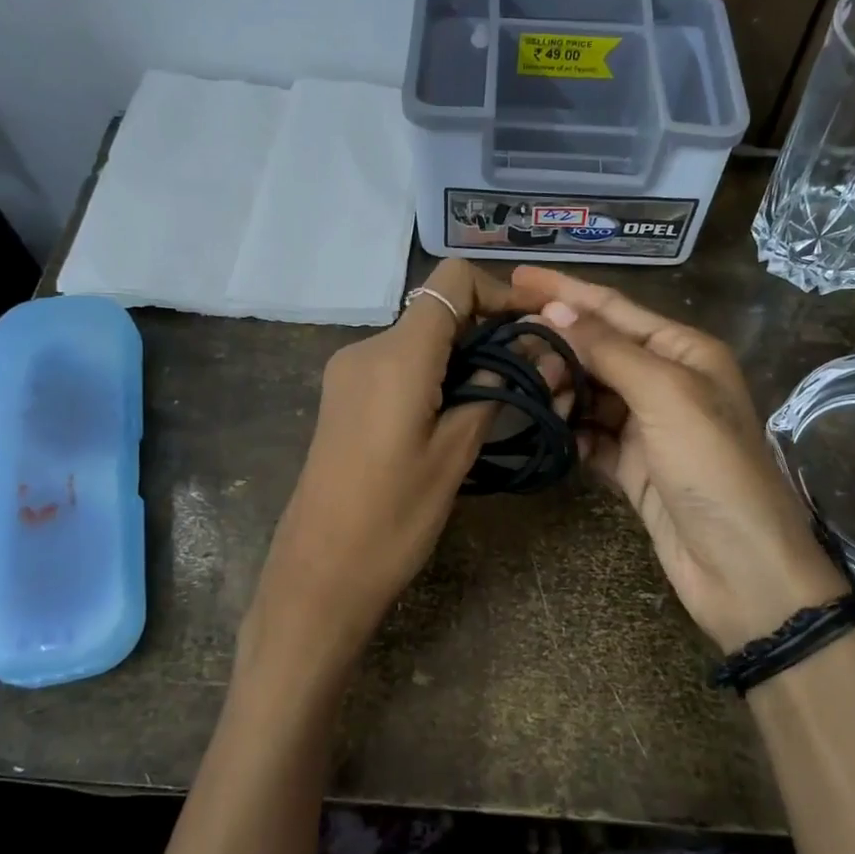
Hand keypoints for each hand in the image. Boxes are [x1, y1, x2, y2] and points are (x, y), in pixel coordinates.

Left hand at [248, 260, 551, 684]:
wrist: (320, 572)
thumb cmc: (394, 517)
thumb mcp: (455, 453)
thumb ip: (493, 390)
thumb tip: (532, 351)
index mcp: (397, 355)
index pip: (452, 281)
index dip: (499, 292)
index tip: (534, 325)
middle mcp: (366, 348)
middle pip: (436, 309)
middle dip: (487, 328)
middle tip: (531, 369)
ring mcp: (348, 371)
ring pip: (418, 338)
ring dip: (462, 354)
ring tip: (499, 396)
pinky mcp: (342, 395)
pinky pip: (397, 364)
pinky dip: (433, 372)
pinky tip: (454, 410)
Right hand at [510, 266, 848, 652]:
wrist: (740, 566)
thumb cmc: (712, 467)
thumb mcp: (665, 395)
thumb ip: (609, 350)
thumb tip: (556, 309)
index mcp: (684, 351)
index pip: (614, 309)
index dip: (566, 291)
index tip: (517, 276)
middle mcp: (667, 382)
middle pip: (599, 350)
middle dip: (557, 345)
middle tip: (508, 344)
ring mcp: (649, 427)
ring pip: (591, 394)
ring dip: (560, 390)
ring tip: (527, 390)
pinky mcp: (634, 467)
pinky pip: (591, 437)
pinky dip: (570, 433)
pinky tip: (548, 432)